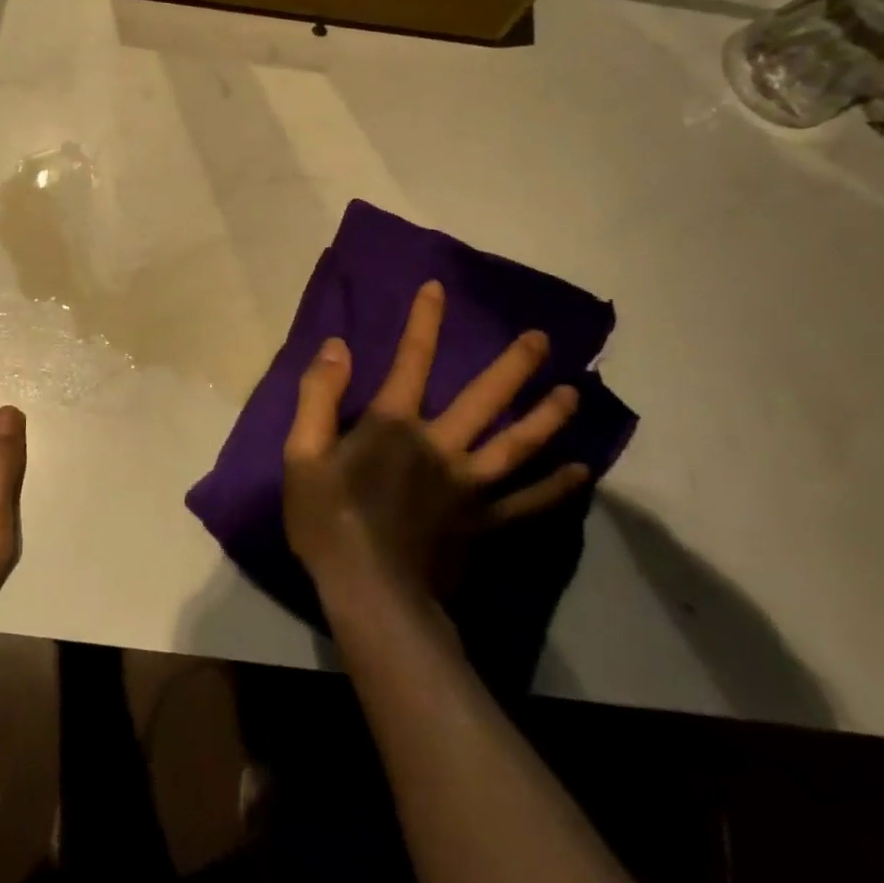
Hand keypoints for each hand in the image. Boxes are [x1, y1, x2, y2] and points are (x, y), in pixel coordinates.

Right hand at [283, 280, 589, 604]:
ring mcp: (470, 486)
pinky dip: (557, 488)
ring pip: (518, 444)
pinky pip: (528, 503)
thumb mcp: (301, 454)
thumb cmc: (328, 520)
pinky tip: (582, 472)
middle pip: (484, 397)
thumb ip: (317, 396)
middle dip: (514, 365)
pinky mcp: (485, 523)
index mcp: (394, 425)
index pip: (411, 360)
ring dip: (547, 417)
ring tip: (575, 394)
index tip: (437, 288)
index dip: (423, 321)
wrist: (369, 593)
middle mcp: (440, 445)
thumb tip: (336, 346)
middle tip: (544, 339)